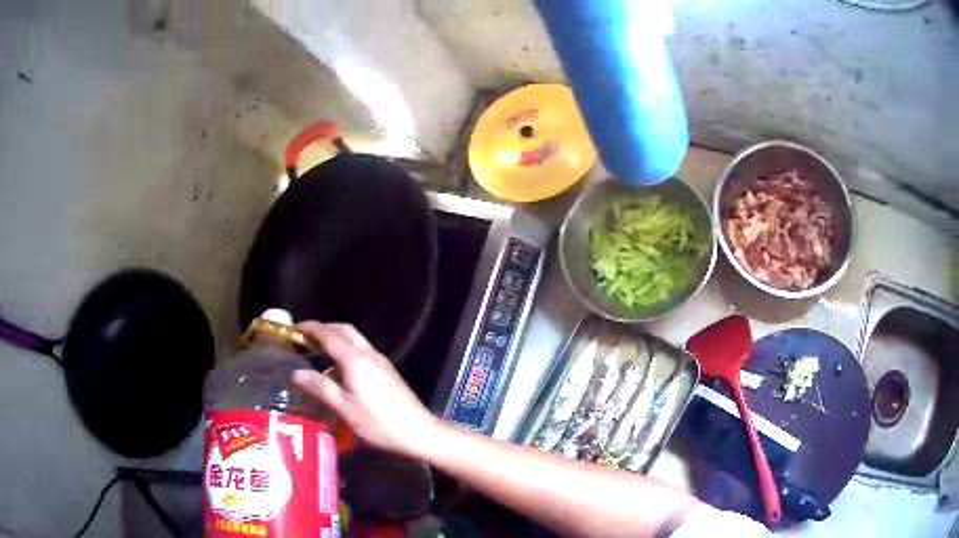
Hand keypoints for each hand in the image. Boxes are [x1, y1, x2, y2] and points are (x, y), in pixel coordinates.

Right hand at [292, 322, 439, 458]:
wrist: (418, 431)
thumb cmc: (378, 422)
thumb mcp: (345, 407)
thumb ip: (320, 387)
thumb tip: (296, 373)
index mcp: (355, 360)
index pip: (329, 335)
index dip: (311, 329)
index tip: (295, 327)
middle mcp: (369, 354)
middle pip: (344, 330)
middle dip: (324, 328)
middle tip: (304, 335)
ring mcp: (381, 361)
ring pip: (355, 338)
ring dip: (336, 336)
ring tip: (317, 348)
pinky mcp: (387, 370)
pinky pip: (362, 349)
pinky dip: (346, 347)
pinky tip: (339, 365)